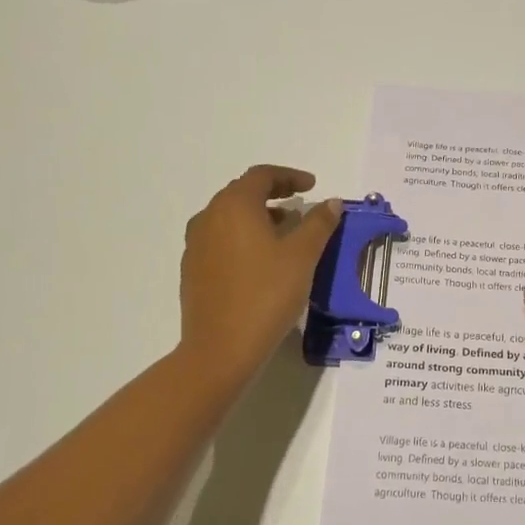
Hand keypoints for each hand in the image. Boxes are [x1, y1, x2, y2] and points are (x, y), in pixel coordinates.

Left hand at [179, 166, 341, 391]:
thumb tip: (332, 202)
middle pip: (242, 193)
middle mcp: (209, 217)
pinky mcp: (193, 270)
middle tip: (299, 206)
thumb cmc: (266, 294)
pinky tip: (261, 260)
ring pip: (229, 217)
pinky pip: (220, 240)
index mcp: (234, 206)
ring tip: (285, 233)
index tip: (312, 186)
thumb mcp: (302, 256)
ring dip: (257, 217)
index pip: (261, 176)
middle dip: (273, 195)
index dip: (289, 176)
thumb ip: (318, 224)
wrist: (221, 348)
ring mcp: (196, 245)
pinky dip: (243, 238)